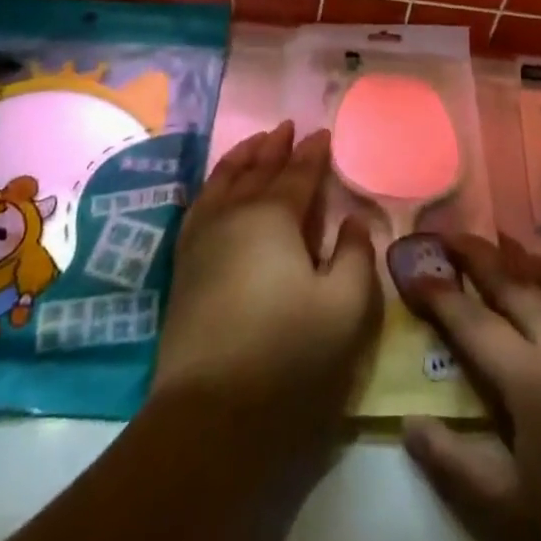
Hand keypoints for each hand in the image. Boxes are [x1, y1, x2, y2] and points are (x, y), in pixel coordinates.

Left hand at [153, 121, 381, 464]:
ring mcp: (203, 238)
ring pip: (223, 181)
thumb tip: (354, 220)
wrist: (209, 414)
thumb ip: (356, 256)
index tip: (323, 133)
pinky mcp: (184, 266)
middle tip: (286, 126)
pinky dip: (213, 185)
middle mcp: (234, 214)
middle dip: (275, 146)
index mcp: (274, 216)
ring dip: (241, 158)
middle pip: (257, 169)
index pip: (298, 174)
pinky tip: (217, 189)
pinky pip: (200, 205)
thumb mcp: (345, 307)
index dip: (313, 153)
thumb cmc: (287, 354)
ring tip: (254, 143)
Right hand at [400, 233, 540, 540]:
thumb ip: (452, 463)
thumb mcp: (505, 512)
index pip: (472, 321)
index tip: (412, 270)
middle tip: (446, 235)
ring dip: (515, 256)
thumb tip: (409, 422)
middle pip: (511, 283)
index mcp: (529, 379)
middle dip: (475, 255)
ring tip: (490, 239)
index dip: (438, 294)